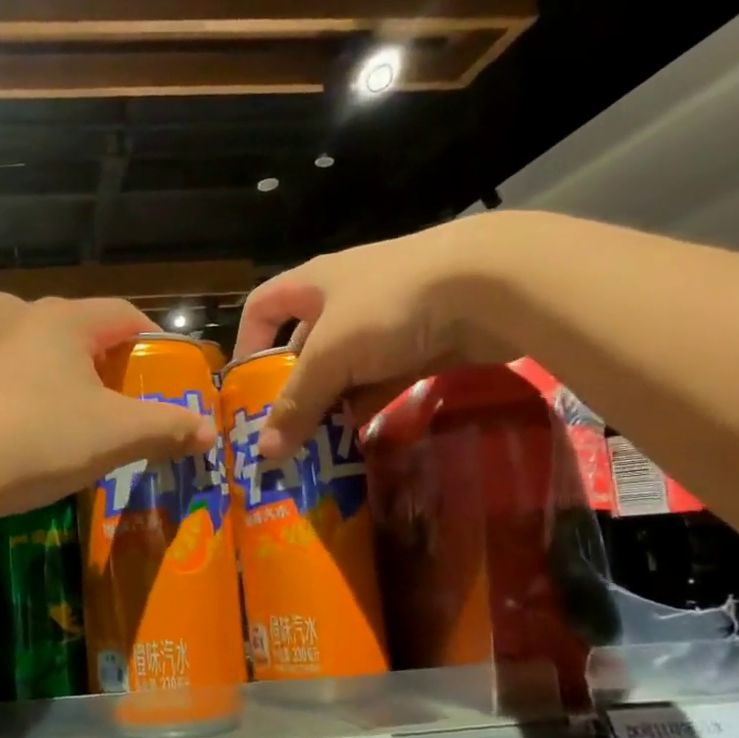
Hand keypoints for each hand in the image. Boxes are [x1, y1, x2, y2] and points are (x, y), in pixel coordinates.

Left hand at [0, 294, 215, 520]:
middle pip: (76, 330)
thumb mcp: (113, 437)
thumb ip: (166, 427)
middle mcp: (14, 312)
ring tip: (62, 412)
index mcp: (62, 317)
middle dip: (102, 362)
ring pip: (29, 347)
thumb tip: (208, 429)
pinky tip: (9, 419)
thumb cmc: (35, 440)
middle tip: (117, 403)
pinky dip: (9, 387)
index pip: (124, 315)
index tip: (167, 374)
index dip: (153, 342)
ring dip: (52, 373)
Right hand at [234, 216, 517, 460]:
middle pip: (303, 347)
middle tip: (282, 432)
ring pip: (344, 369)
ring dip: (331, 404)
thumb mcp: (330, 356)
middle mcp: (344, 299)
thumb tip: (262, 453)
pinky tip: (359, 438)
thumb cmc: (388, 306)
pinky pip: (381, 380)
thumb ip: (296, 404)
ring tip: (317, 445)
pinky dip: (368, 405)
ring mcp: (385, 321)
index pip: (262, 306)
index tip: (246, 386)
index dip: (247, 342)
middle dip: (293, 388)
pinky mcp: (420, 344)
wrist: (492, 286)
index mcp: (313, 284)